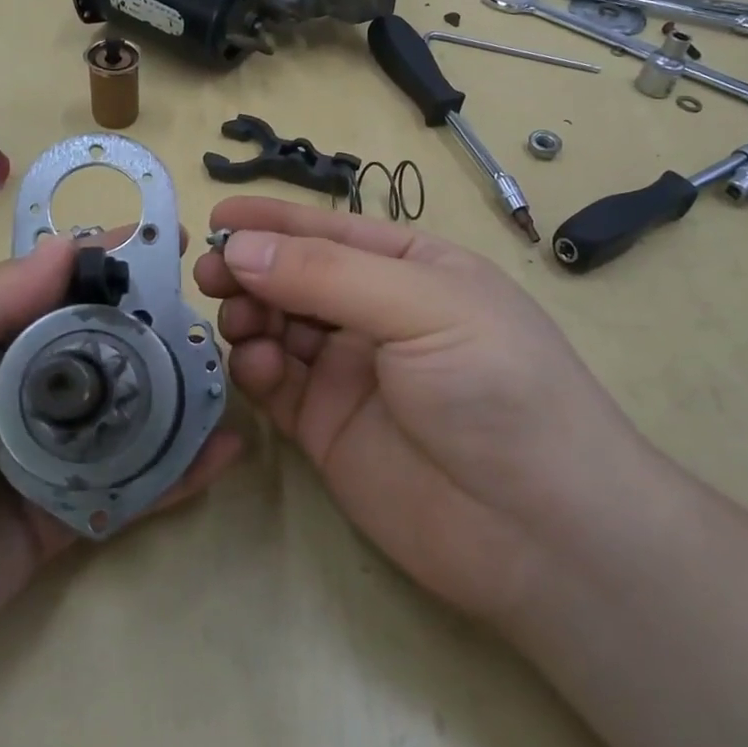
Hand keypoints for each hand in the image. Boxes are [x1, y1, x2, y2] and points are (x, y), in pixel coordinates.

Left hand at [0, 235, 240, 719]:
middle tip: (216, 308)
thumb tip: (70, 250)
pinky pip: (129, 489)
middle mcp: (13, 390)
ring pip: (125, 414)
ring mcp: (40, 458)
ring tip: (233, 369)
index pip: (53, 286)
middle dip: (156, 324)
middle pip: (101, 346)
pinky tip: (226, 447)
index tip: (168, 239)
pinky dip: (178, 470)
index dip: (108, 261)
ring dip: (178, 391)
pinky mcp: (58, 523)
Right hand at [195, 197, 664, 628]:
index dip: (275, 222)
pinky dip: (257, 369)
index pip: (331, 232)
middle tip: (211, 275)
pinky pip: (277, 385)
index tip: (218, 217)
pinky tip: (257, 366)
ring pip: (279, 329)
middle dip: (253, 270)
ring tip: (238, 320)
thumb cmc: (496, 386)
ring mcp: (350, 373)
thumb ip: (326, 274)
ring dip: (251, 316)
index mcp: (412, 270)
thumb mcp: (422, 306)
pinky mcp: (327, 427)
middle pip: (297, 278)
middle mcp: (377, 315)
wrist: (536, 529)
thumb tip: (239, 247)